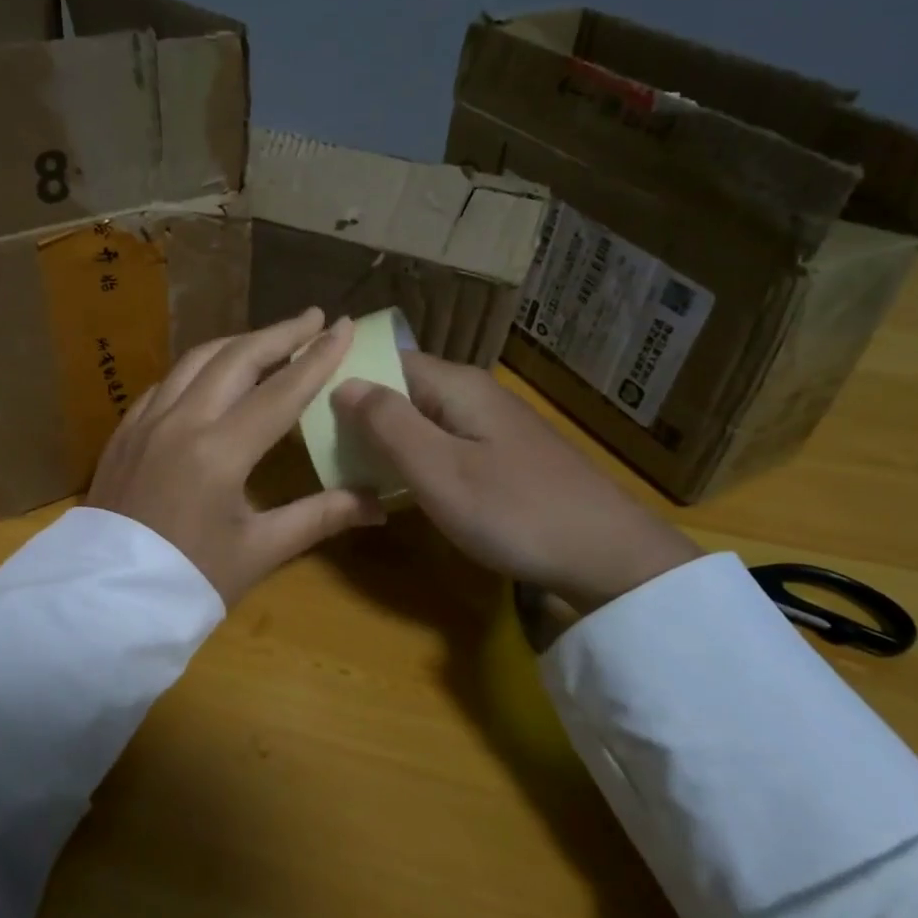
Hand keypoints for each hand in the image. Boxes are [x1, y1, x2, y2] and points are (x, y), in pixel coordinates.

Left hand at [87, 309, 386, 604]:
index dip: (317, 357)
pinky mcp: (124, 431)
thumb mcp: (260, 551)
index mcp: (219, 452)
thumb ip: (320, 516)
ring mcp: (146, 422)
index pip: (280, 391)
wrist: (106, 602)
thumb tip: (379, 504)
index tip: (345, 325)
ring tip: (269, 339)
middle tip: (313, 318)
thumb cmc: (190, 581)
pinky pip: (166, 382)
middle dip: (278, 333)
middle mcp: (181, 422)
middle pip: (235, 358)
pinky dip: (198, 368)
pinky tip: (212, 374)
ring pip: (195, 361)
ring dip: (237, 343)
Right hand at [332, 352, 700, 613]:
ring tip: (351, 470)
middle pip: (402, 389)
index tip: (308, 408)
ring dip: (388, 441)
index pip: (385, 361)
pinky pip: (444, 443)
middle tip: (324, 450)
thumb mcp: (437, 469)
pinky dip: (417, 459)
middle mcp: (473, 393)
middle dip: (362, 415)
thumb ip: (386, 423)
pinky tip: (404, 487)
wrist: (609, 556)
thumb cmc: (513, 510)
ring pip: (422, 419)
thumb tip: (342, 382)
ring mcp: (492, 424)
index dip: (346, 379)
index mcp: (455, 385)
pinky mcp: (504, 454)